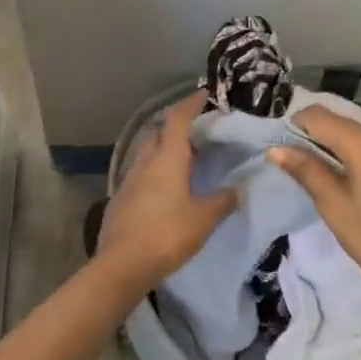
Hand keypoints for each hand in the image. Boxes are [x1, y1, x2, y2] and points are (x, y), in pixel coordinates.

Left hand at [95, 94, 236, 287]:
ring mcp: (129, 180)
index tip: (204, 95)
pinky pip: (141, 175)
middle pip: (158, 133)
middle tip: (198, 134)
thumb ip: (222, 200)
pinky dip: (155, 172)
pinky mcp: (121, 199)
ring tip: (186, 162)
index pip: (177, 119)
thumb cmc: (167, 234)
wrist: (122, 263)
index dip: (190, 104)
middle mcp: (145, 162)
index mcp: (167, 159)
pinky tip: (166, 190)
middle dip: (176, 127)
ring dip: (165, 150)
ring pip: (148, 154)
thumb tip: (239, 189)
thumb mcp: (204, 218)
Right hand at [268, 108, 360, 309]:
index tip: (286, 150)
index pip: (321, 116)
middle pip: (344, 124)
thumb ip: (306, 170)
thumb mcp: (333, 206)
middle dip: (319, 137)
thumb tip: (276, 149)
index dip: (297, 125)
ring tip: (332, 180)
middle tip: (302, 167)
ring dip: (343, 149)